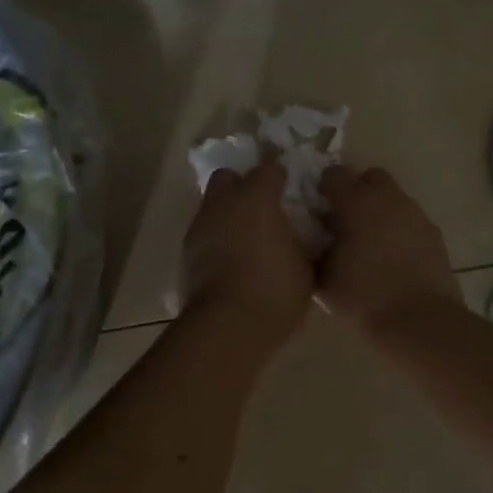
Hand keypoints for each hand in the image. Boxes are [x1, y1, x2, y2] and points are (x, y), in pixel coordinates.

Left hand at [182, 158, 314, 340]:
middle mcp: (224, 202)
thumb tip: (300, 232)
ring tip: (245, 238)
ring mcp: (201, 225)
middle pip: (229, 176)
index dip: (279, 172)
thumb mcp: (305, 266)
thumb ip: (303, 240)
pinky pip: (204, 231)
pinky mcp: (186, 250)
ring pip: (212, 203)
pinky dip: (216, 237)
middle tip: (261, 207)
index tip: (289, 184)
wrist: (226, 326)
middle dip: (243, 184)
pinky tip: (230, 259)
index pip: (269, 166)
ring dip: (227, 212)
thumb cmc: (274, 291)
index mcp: (256, 198)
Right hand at [316, 166, 460, 328]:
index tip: (318, 207)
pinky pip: (410, 221)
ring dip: (380, 211)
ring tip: (370, 242)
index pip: (335, 174)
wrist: (420, 322)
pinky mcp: (434, 235)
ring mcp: (415, 215)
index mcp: (357, 202)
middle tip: (346, 219)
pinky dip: (399, 230)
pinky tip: (393, 258)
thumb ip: (315, 250)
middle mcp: (388, 199)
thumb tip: (314, 241)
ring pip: (394, 198)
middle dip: (358, 190)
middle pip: (371, 177)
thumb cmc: (364, 295)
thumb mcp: (323, 277)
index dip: (324, 187)